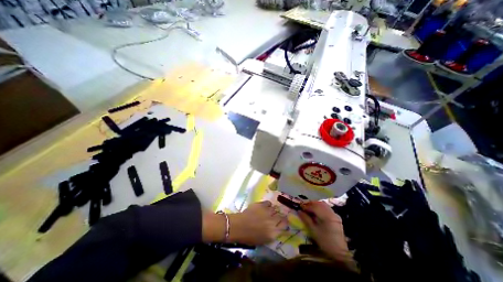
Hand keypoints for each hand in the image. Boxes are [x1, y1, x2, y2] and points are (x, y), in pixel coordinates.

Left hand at [201, 202, 285, 245]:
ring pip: (275, 208)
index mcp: (273, 232)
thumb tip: (278, 228)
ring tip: (268, 212)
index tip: (283, 222)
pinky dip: (267, 205)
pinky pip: (268, 203)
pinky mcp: (261, 205)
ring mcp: (267, 212)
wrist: (238, 226)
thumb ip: (272, 233)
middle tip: (275, 217)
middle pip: (281, 216)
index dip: (284, 223)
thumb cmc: (249, 237)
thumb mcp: (263, 239)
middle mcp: (272, 221)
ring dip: (273, 210)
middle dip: (279, 216)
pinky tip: (264, 207)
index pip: (284, 225)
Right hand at [295, 202, 349, 262]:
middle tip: (304, 207)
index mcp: (326, 216)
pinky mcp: (336, 217)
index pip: (314, 207)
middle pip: (319, 203)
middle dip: (310, 204)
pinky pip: (327, 208)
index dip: (306, 206)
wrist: (340, 253)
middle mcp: (331, 212)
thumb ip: (306, 219)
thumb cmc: (325, 242)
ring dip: (315, 205)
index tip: (300, 207)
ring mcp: (335, 214)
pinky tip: (316, 212)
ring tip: (309, 209)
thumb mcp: (314, 231)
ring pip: (323, 204)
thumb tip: (299, 211)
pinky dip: (320, 207)